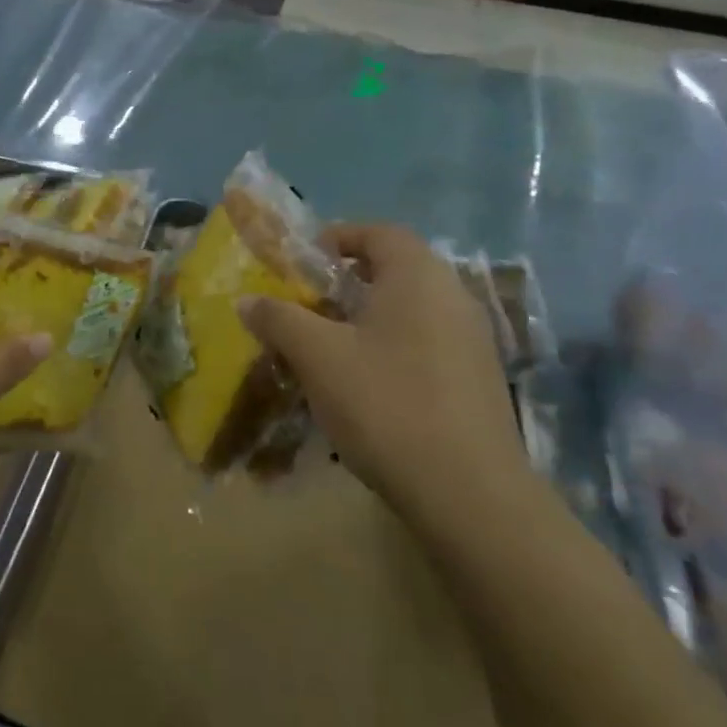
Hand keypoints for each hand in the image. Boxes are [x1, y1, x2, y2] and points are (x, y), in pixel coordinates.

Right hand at [239, 224, 528, 516]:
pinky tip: (370, 386)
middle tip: (311, 304)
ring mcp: (474, 340)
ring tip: (333, 346)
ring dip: (371, 317)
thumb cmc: (387, 403)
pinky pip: (429, 343)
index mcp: (417, 275)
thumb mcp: (318, 357)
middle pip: (396, 269)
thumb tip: (247, 300)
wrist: (469, 494)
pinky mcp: (480, 380)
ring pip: (413, 310)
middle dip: (349, 281)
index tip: (304, 262)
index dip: (338, 238)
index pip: (378, 232)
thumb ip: (279, 319)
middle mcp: (452, 295)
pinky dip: (395, 347)